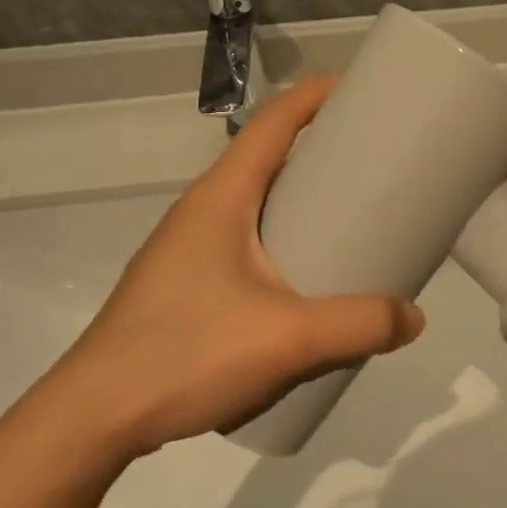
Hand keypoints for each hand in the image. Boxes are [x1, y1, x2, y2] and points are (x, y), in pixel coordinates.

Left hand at [48, 77, 423, 456]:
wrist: (92, 419)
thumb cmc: (185, 354)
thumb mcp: (286, 339)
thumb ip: (358, 326)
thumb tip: (414, 319)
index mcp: (222, 196)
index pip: (274, 122)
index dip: (317, 95)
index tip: (362, 88)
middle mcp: (203, 208)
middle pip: (268, 155)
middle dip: (319, 144)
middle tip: (374, 158)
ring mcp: (189, 246)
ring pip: (256, 199)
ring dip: (300, 193)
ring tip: (349, 215)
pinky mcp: (186, 281)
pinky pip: (246, 236)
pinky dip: (283, 232)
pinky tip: (305, 275)